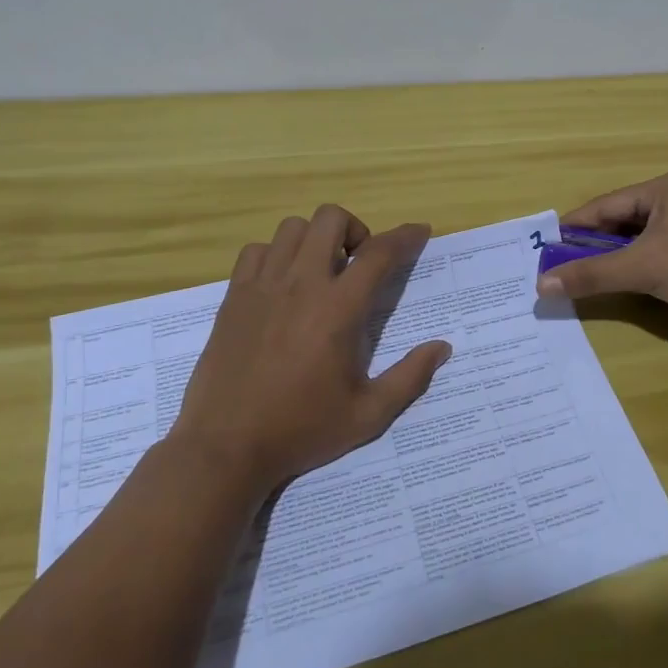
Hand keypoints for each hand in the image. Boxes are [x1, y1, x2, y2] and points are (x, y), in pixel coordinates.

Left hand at [169, 205, 451, 494]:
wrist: (225, 448)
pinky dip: (276, 255)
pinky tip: (281, 285)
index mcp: (338, 309)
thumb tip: (442, 347)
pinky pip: (257, 250)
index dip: (405, 236)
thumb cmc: (300, 430)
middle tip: (357, 264)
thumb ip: (410, 378)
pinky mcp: (234, 296)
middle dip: (355, 230)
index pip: (379, 253)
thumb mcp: (367, 415)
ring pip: (293, 228)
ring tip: (319, 272)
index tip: (419, 232)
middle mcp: (301, 285)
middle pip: (331, 219)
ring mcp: (263, 286)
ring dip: (315, 239)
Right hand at [536, 172, 667, 314]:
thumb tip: (542, 284)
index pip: (604, 206)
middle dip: (591, 245)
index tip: (544, 248)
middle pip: (619, 221)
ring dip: (612, 258)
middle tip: (560, 267)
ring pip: (637, 239)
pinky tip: (622, 282)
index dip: (573, 228)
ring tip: (584, 277)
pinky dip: (635, 266)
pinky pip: (654, 252)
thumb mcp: (644, 268)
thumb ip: (593, 275)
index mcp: (660, 190)